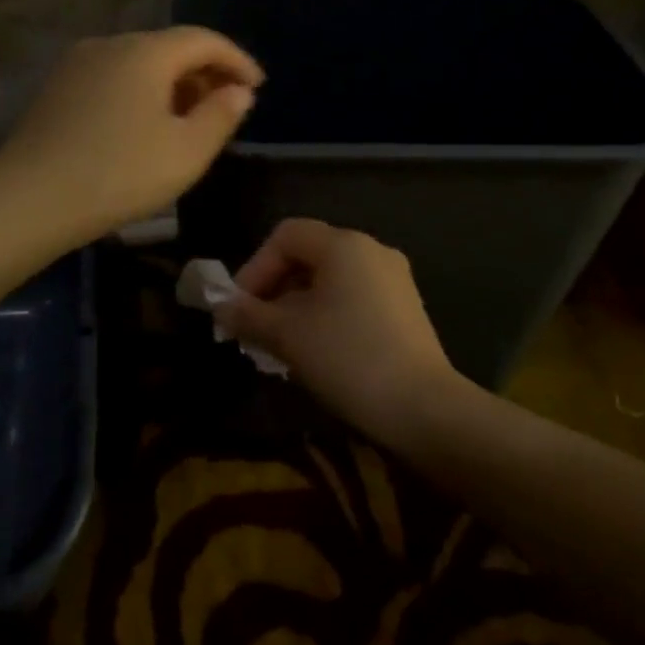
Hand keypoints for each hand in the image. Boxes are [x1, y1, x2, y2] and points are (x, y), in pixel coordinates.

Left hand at [0, 27, 262, 244]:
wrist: (28, 199)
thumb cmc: (119, 174)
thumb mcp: (187, 151)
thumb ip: (221, 115)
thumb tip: (238, 92)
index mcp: (146, 52)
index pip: (203, 39)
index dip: (237, 60)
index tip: (258, 86)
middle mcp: (110, 44)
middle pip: (170, 47)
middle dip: (205, 73)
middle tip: (227, 107)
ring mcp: (78, 64)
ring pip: (140, 63)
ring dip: (173, 85)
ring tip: (190, 120)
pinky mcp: (58, 88)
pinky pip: (114, 78)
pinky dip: (142, 93)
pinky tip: (146, 126)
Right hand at [214, 218, 462, 443]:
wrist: (423, 408)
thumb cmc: (348, 358)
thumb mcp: (288, 336)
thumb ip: (249, 315)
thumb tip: (221, 306)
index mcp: (344, 245)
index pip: (286, 235)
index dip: (255, 267)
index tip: (240, 307)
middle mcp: (372, 251)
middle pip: (308, 256)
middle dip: (274, 290)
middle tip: (254, 329)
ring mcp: (393, 280)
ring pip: (330, 280)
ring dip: (297, 307)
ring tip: (279, 346)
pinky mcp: (405, 309)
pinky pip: (353, 298)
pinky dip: (325, 315)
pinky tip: (314, 351)